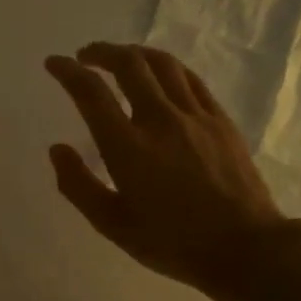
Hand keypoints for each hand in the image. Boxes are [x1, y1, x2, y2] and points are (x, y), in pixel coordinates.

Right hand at [45, 42, 300, 296]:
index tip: (55, 63)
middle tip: (86, 56)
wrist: (245, 248)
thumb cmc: (173, 243)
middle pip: (128, 64)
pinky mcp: (220, 120)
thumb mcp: (113, 226)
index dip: (68, 71)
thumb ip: (78, 186)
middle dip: (101, 52)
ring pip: (162, 64)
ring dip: (134, 53)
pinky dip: (168, 67)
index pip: (91, 93)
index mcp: (128, 148)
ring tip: (121, 58)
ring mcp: (195, 116)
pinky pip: (190, 79)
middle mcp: (160, 120)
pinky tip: (161, 73)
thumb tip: (58, 149)